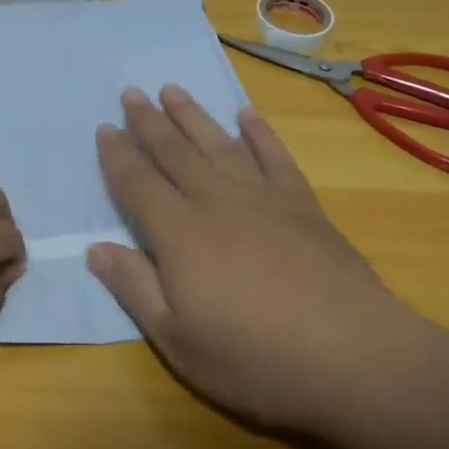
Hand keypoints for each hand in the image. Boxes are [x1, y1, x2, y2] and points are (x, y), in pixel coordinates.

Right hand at [89, 85, 415, 439]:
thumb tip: (95, 249)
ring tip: (173, 89)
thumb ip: (135, 288)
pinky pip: (274, 156)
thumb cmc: (255, 359)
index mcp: (180, 234)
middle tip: (131, 92)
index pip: (138, 183)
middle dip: (148, 121)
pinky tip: (246, 115)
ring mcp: (263, 197)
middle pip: (174, 151)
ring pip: (218, 143)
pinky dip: (259, 133)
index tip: (104, 128)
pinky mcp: (302, 204)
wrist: (354, 357)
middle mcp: (216, 201)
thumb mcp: (178, 340)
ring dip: (193, 114)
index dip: (118, 155)